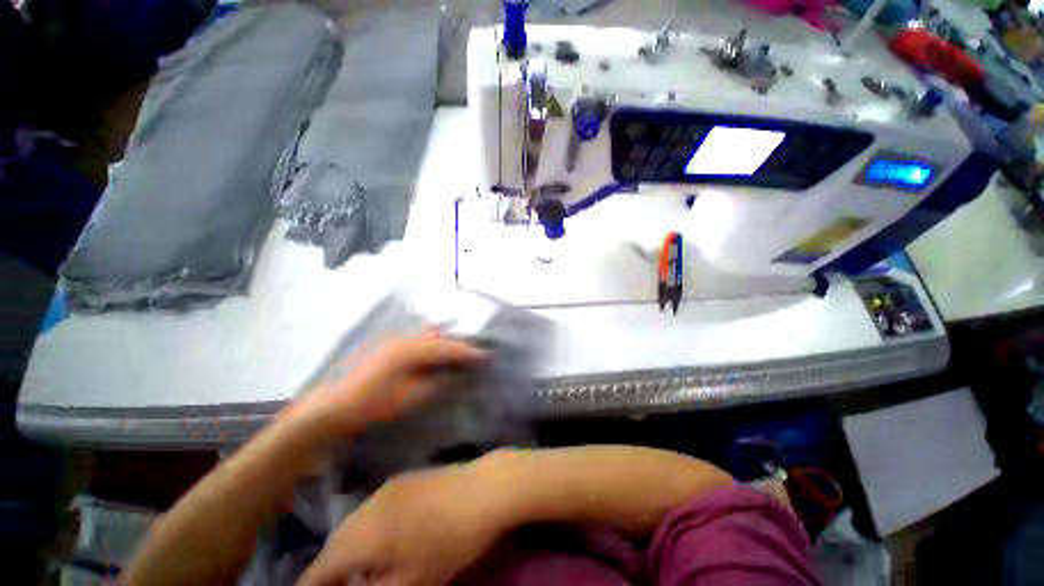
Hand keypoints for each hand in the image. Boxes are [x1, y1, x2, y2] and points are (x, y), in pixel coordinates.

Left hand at [288, 332, 487, 438]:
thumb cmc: (374, 405)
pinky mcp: (389, 346)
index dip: (468, 352)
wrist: (333, 407)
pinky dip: (431, 342)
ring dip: (446, 341)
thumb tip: (458, 373)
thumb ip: (437, 382)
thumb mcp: (411, 397)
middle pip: (440, 338)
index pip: (448, 348)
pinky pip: (418, 338)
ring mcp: (395, 340)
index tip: (486, 355)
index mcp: (411, 350)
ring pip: (429, 335)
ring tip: (459, 350)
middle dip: (459, 344)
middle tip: (476, 352)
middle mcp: (405, 339)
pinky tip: (435, 347)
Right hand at [296, 464, 507, 585]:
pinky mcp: (407, 477)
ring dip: (350, 545)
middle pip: (336, 541)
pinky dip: (369, 527)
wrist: (484, 488)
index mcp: (364, 534)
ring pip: (355, 521)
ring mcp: (389, 486)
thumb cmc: (450, 540)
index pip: (322, 566)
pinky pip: (374, 507)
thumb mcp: (412, 581)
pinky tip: (385, 537)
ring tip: (360, 567)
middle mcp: (369, 505)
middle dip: (331, 567)